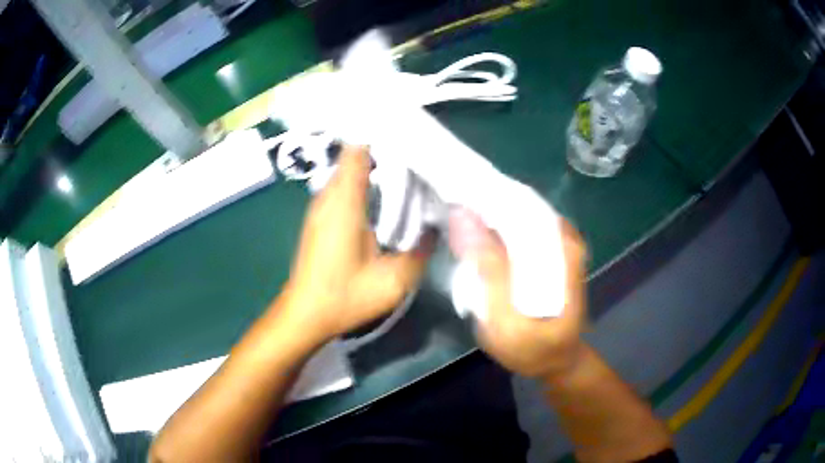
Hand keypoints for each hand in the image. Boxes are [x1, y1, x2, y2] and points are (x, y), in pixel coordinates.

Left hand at [282, 145, 432, 343]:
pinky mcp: (320, 218)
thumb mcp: (392, 282)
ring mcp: (321, 206)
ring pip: (349, 172)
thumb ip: (420, 252)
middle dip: (385, 151)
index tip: (410, 134)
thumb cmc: (344, 297)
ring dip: (375, 168)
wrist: (305, 314)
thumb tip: (435, 229)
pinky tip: (386, 198)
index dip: (382, 135)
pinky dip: (365, 184)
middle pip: (355, 157)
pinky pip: (344, 188)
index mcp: (344, 202)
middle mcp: (328, 196)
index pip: (358, 150)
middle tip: (419, 156)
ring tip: (408, 172)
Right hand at [448, 208, 586, 378]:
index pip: (523, 202)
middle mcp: (566, 239)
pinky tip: (479, 234)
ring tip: (459, 215)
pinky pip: (522, 231)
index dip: (488, 194)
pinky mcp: (552, 254)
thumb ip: (489, 268)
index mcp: (563, 249)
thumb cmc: (532, 348)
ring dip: (491, 215)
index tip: (456, 190)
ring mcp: (560, 245)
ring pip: (521, 215)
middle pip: (522, 205)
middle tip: (451, 203)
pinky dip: (499, 230)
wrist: (556, 363)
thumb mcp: (505, 319)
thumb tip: (464, 217)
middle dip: (487, 203)